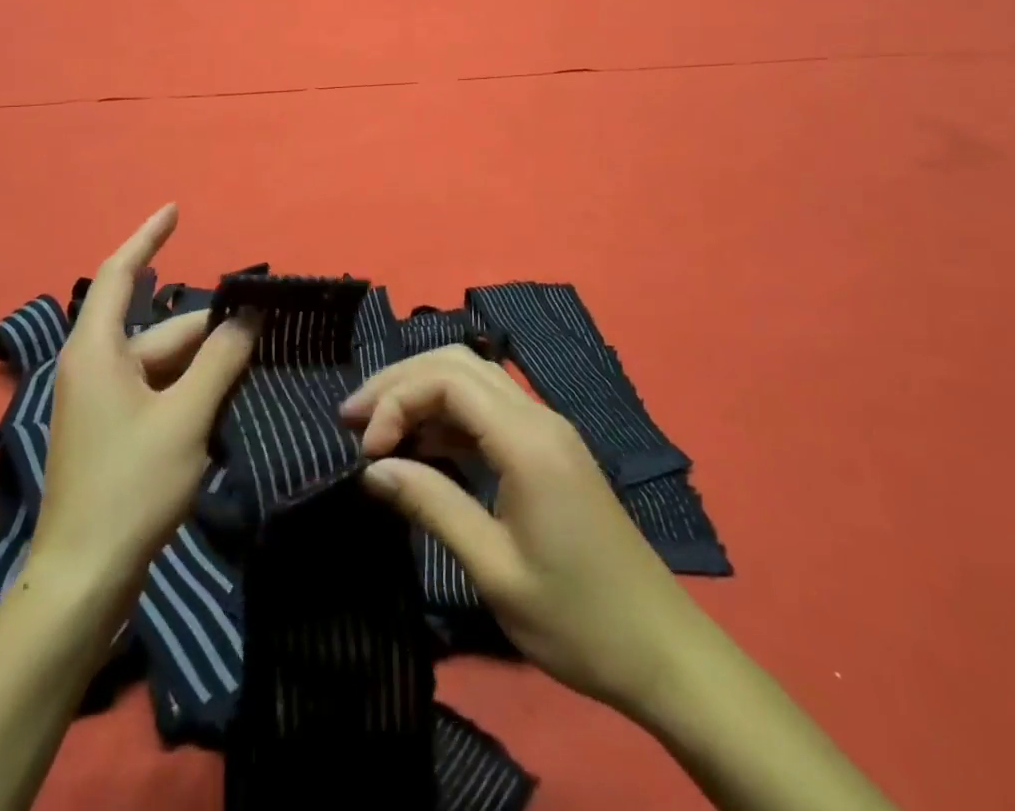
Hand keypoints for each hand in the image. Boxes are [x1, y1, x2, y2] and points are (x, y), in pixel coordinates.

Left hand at [31, 204, 256, 607]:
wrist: (85, 579)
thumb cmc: (131, 486)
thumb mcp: (186, 416)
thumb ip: (220, 360)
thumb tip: (248, 316)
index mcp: (98, 351)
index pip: (121, 273)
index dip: (148, 237)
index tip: (176, 210)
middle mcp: (96, 367)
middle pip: (161, 329)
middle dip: (211, 329)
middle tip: (266, 328)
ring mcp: (104, 402)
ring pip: (166, 365)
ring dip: (207, 365)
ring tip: (258, 366)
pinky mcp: (116, 432)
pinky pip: (161, 393)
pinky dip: (193, 391)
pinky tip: (230, 401)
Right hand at [341, 346, 684, 722]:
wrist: (661, 650)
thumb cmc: (577, 618)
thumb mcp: (494, 569)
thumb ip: (432, 506)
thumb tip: (373, 468)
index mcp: (527, 440)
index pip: (448, 380)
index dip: (397, 400)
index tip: (366, 451)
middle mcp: (538, 417)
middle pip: (457, 364)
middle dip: (400, 381)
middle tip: (353, 419)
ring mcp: (546, 429)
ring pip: (472, 380)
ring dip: (422, 393)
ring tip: (377, 430)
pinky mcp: (548, 449)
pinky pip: (488, 410)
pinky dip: (447, 416)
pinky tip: (421, 447)